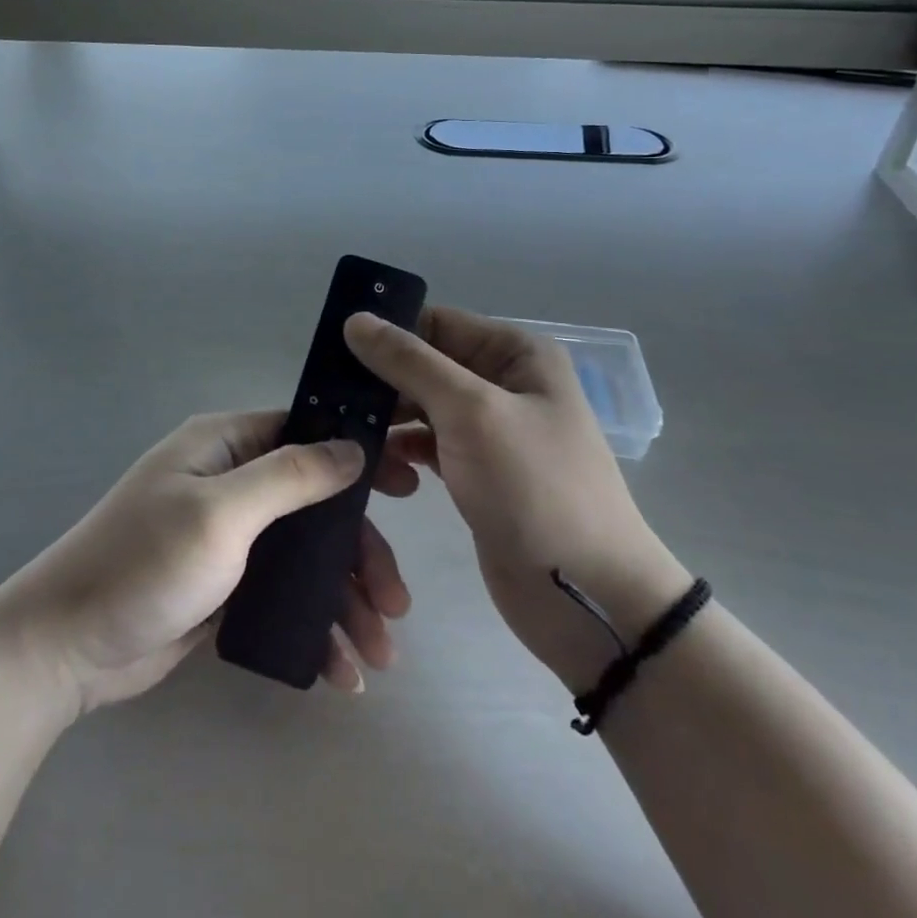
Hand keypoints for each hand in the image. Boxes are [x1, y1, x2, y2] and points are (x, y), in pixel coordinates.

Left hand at [0, 410, 413, 715]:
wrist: (63, 648)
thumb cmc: (143, 563)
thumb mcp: (221, 512)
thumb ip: (290, 476)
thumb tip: (351, 446)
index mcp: (225, 446)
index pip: (306, 432)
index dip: (359, 455)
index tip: (409, 487)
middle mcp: (230, 483)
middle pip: (316, 504)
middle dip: (359, 553)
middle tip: (397, 602)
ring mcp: (228, 537)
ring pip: (306, 556)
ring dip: (344, 600)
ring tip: (379, 654)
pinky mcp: (225, 586)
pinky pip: (284, 595)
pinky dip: (314, 626)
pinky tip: (340, 670)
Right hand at [346, 307, 690, 695]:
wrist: (586, 598)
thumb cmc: (534, 489)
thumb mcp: (471, 412)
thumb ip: (410, 362)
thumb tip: (356, 319)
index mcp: (516, 354)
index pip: (436, 322)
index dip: (387, 332)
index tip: (332, 350)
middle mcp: (504, 382)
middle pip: (425, 364)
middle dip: (381, 380)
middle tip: (329, 399)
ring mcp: (490, 429)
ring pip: (420, 406)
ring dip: (386, 419)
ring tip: (350, 439)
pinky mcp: (475, 470)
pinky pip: (426, 444)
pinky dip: (401, 451)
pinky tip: (381, 471)